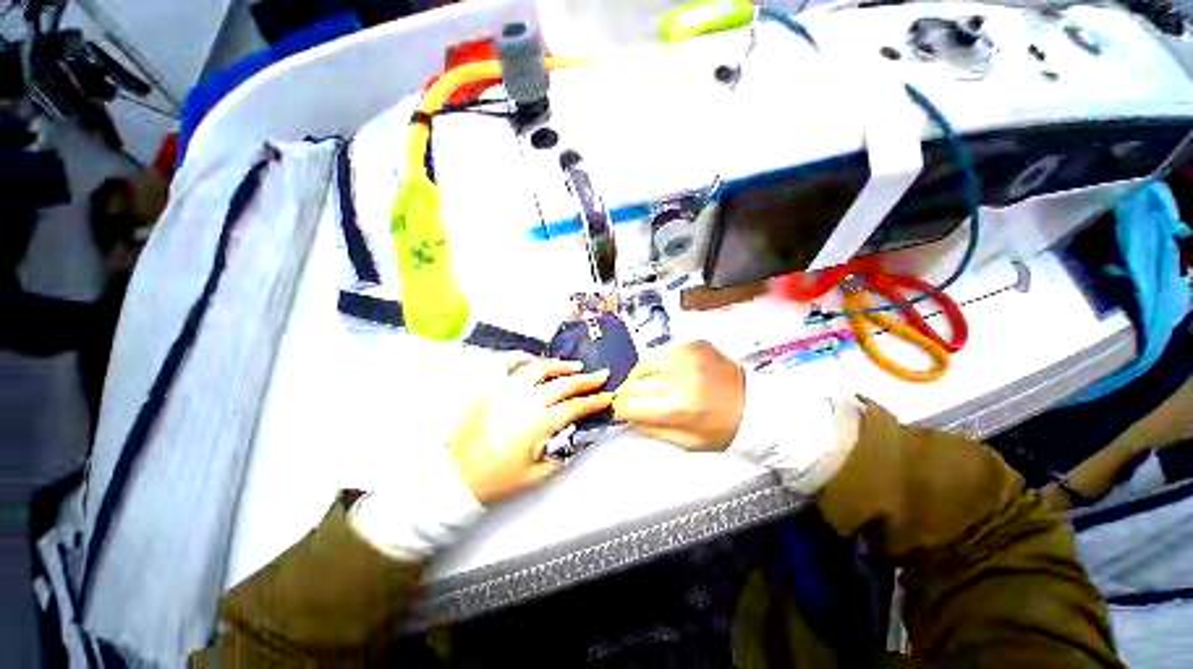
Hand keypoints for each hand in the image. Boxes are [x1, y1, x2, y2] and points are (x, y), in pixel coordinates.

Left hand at [450, 358, 612, 503]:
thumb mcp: (535, 475)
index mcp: (537, 424)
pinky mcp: (491, 389)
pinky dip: (527, 361)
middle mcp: (524, 401)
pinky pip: (511, 367)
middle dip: (586, 379)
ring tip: (574, 366)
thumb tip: (575, 439)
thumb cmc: (495, 480)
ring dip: (560, 365)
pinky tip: (537, 362)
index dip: (594, 401)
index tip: (607, 396)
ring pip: (539, 368)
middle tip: (601, 374)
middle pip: (563, 383)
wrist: (455, 476)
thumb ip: (560, 456)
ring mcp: (506, 391)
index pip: (574, 406)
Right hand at [612, 341, 745, 451]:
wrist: (756, 406)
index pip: (632, 405)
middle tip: (631, 400)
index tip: (619, 411)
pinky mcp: (694, 344)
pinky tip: (662, 373)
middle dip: (629, 394)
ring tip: (645, 385)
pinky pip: (661, 351)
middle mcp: (682, 377)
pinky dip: (656, 363)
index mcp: (681, 408)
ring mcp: (689, 356)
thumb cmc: (724, 429)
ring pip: (644, 363)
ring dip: (639, 376)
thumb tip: (627, 418)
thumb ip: (651, 430)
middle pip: (636, 383)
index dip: (620, 409)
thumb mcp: (687, 443)